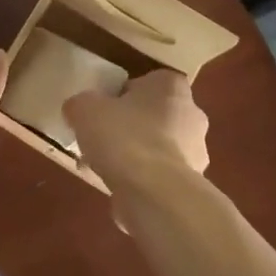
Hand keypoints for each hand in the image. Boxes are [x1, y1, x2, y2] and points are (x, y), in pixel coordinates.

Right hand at [64, 70, 209, 192]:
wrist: (154, 193)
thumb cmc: (123, 137)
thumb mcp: (85, 109)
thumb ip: (81, 104)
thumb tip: (78, 110)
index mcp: (171, 86)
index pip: (147, 82)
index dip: (123, 95)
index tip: (104, 110)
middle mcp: (192, 114)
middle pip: (155, 116)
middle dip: (132, 127)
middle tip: (102, 140)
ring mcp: (196, 152)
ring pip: (159, 148)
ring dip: (137, 157)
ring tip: (104, 170)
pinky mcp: (192, 186)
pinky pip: (161, 177)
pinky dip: (143, 182)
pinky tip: (118, 191)